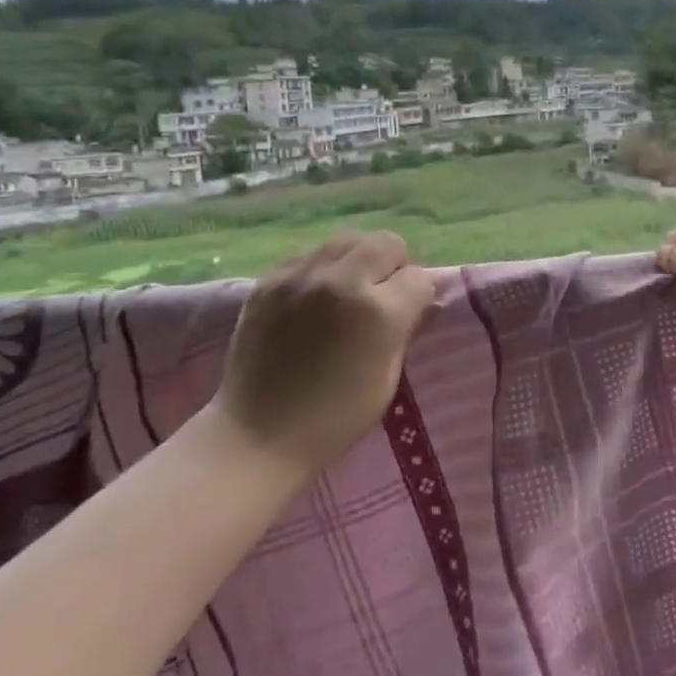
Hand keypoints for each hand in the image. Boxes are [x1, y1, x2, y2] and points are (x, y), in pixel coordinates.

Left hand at [209, 231, 435, 483]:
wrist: (257, 436)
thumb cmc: (334, 420)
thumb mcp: (388, 379)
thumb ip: (402, 329)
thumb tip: (412, 301)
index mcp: (378, 312)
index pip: (418, 278)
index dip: (417, 297)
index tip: (407, 315)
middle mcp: (342, 281)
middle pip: (386, 243)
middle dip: (392, 266)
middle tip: (380, 296)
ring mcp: (301, 276)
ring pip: (347, 239)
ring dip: (358, 260)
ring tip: (347, 291)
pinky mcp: (269, 280)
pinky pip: (310, 254)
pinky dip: (321, 269)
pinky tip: (314, 298)